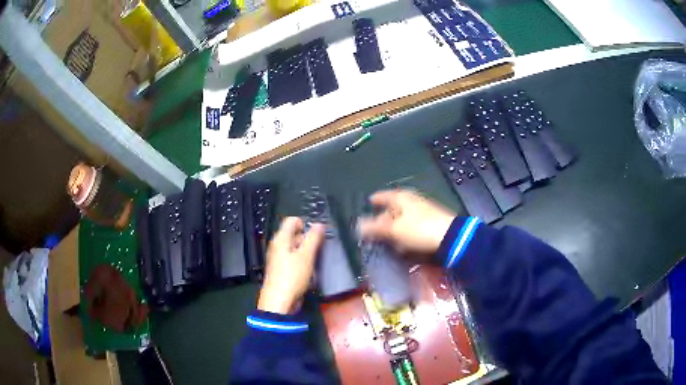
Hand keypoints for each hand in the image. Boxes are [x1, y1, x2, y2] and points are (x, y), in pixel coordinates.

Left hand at [258, 217, 324, 313]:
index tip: (317, 235)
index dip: (306, 224)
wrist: (279, 302)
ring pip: (296, 248)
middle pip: (294, 234)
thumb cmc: (292, 276)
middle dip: (308, 239)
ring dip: (307, 252)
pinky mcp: (282, 270)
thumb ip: (313, 239)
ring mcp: (279, 258)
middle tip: (319, 249)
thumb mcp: (306, 256)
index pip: (292, 221)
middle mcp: (278, 246)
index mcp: (281, 239)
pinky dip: (302, 262)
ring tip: (315, 261)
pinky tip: (309, 271)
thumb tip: (319, 224)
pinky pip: (294, 259)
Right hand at [358, 189, 455, 255]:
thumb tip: (357, 226)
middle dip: (383, 217)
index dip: (375, 199)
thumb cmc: (419, 229)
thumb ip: (374, 227)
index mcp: (401, 197)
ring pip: (403, 217)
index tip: (369, 202)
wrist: (450, 238)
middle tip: (373, 227)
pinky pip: (412, 226)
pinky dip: (405, 232)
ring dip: (395, 227)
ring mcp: (423, 211)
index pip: (384, 195)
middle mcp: (412, 201)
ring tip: (386, 238)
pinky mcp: (431, 222)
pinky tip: (403, 242)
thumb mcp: (393, 229)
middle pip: (393, 207)